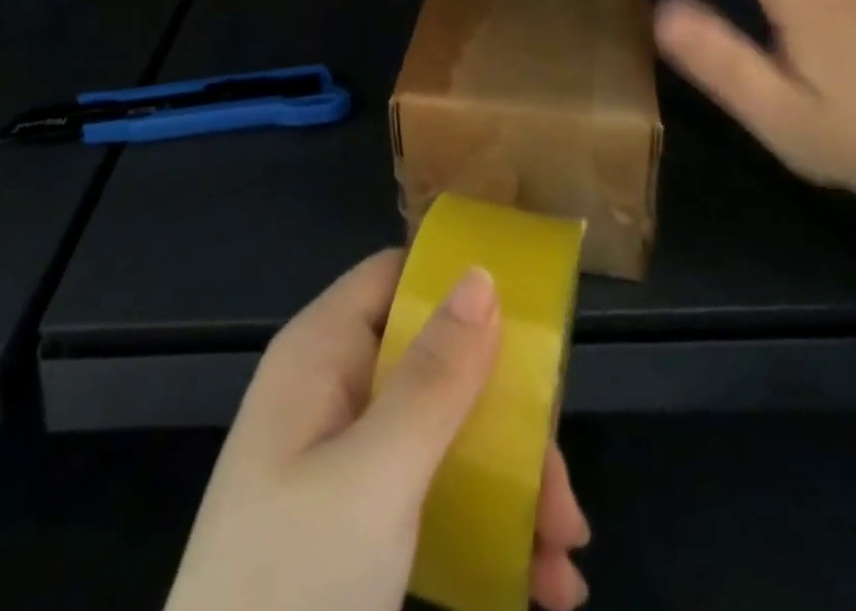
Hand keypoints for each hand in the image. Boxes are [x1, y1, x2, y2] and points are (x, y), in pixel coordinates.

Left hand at [165, 250, 590, 610]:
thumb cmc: (291, 585)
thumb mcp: (374, 477)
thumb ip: (433, 377)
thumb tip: (481, 274)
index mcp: (321, 354)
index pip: (394, 278)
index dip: (456, 286)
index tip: (530, 323)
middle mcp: (334, 394)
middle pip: (434, 364)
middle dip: (507, 419)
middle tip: (562, 487)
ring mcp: (346, 463)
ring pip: (444, 435)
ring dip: (512, 485)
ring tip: (564, 553)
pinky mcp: (359, 527)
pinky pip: (434, 498)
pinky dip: (488, 531)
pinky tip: (540, 581)